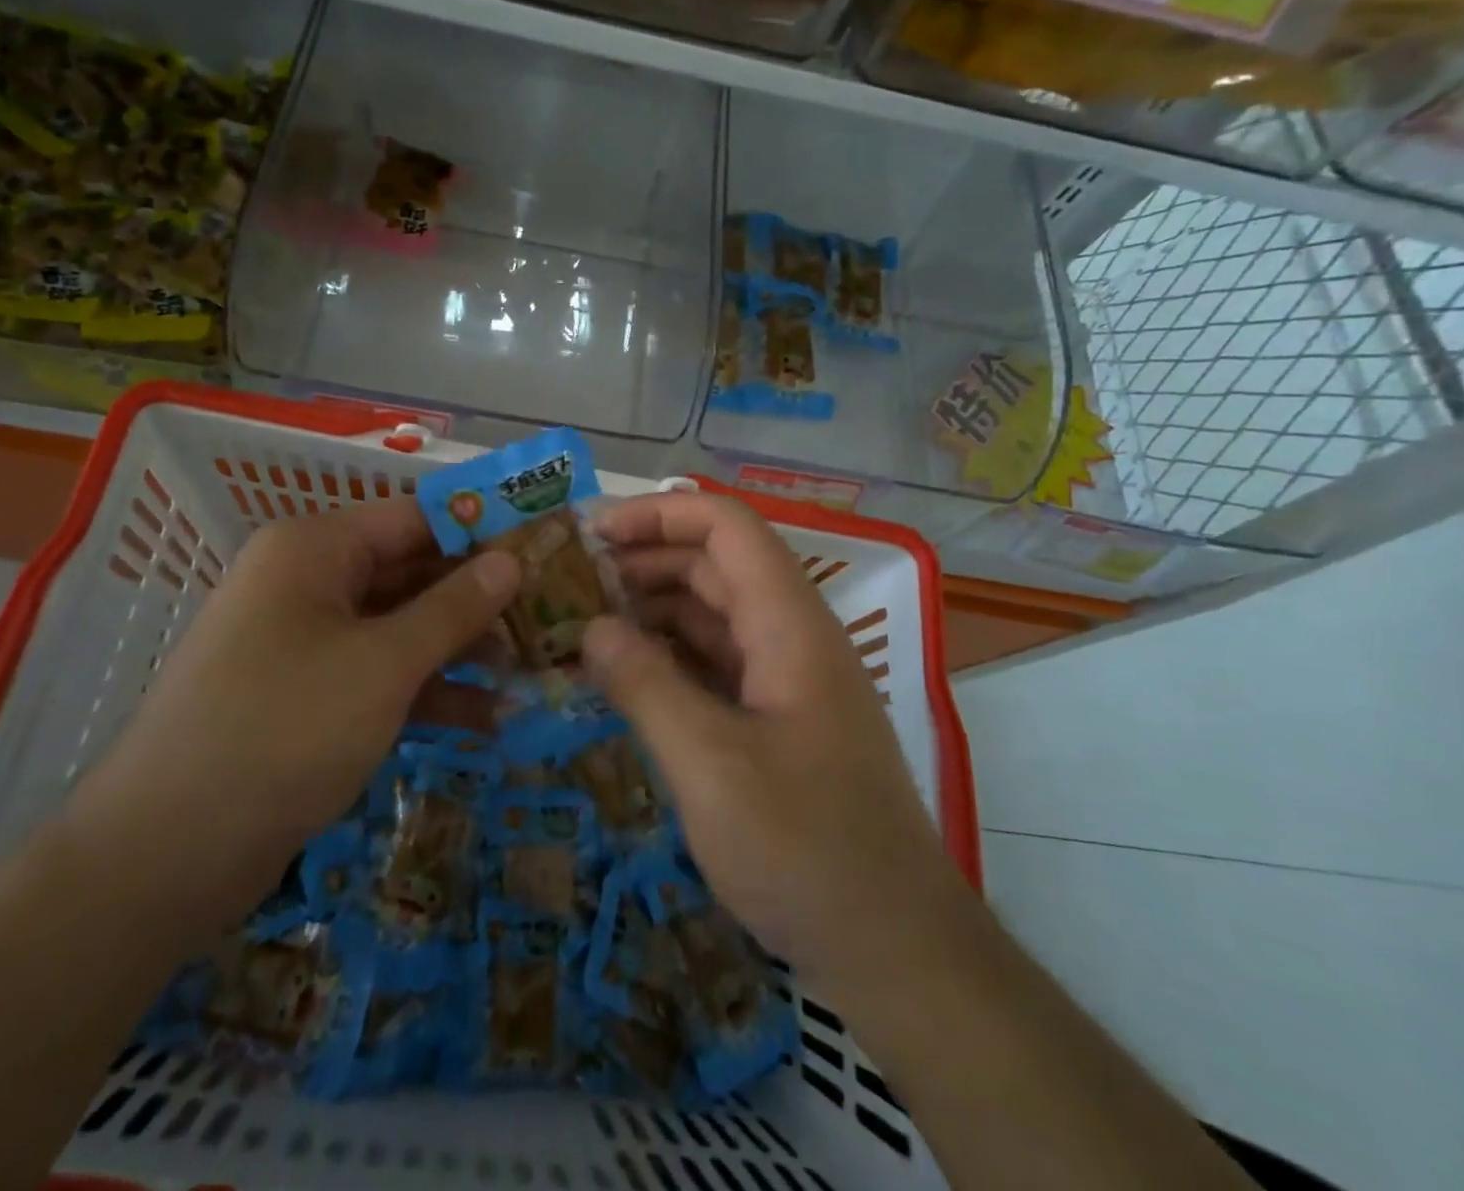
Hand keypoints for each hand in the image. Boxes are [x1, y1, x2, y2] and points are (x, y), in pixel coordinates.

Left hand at [64, 498, 519, 938]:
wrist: (165, 855)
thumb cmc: (284, 729)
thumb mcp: (384, 663)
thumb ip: (453, 607)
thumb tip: (511, 559)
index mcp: (314, 549)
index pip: (415, 517)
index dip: (481, 529)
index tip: (544, 545)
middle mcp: (307, 583)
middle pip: (411, 573)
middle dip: (478, 598)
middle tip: (550, 614)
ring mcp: (305, 643)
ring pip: (400, 628)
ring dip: (461, 649)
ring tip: (530, 669)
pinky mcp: (308, 697)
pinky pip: (379, 676)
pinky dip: (428, 692)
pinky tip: (488, 719)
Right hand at [582, 492, 962, 998]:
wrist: (894, 950)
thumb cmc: (805, 849)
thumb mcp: (709, 764)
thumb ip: (645, 684)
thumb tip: (591, 627)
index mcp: (789, 625)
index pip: (727, 528)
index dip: (659, 515)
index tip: (591, 534)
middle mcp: (791, 637)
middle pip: (714, 565)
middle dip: (642, 561)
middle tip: (569, 583)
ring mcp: (785, 680)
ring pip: (711, 616)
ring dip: (649, 611)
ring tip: (580, 625)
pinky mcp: (775, 720)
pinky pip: (713, 665)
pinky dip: (666, 659)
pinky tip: (620, 675)